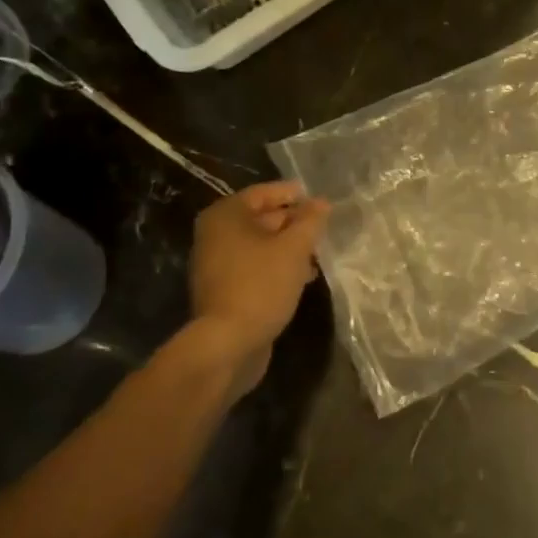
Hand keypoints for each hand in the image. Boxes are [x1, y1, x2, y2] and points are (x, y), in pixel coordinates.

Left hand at [181, 182, 330, 398]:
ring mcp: (217, 265)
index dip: (291, 194)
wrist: (227, 344)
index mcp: (225, 216)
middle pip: (260, 219)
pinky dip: (277, 267)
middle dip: (292, 223)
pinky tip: (303, 277)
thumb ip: (310, 222)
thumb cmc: (260, 284)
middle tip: (322, 228)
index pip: (262, 193)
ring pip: (259, 246)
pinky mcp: (224, 290)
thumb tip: (321, 202)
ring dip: (288, 247)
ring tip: (318, 254)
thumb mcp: (294, 248)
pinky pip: (255, 268)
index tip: (317, 199)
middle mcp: (215, 235)